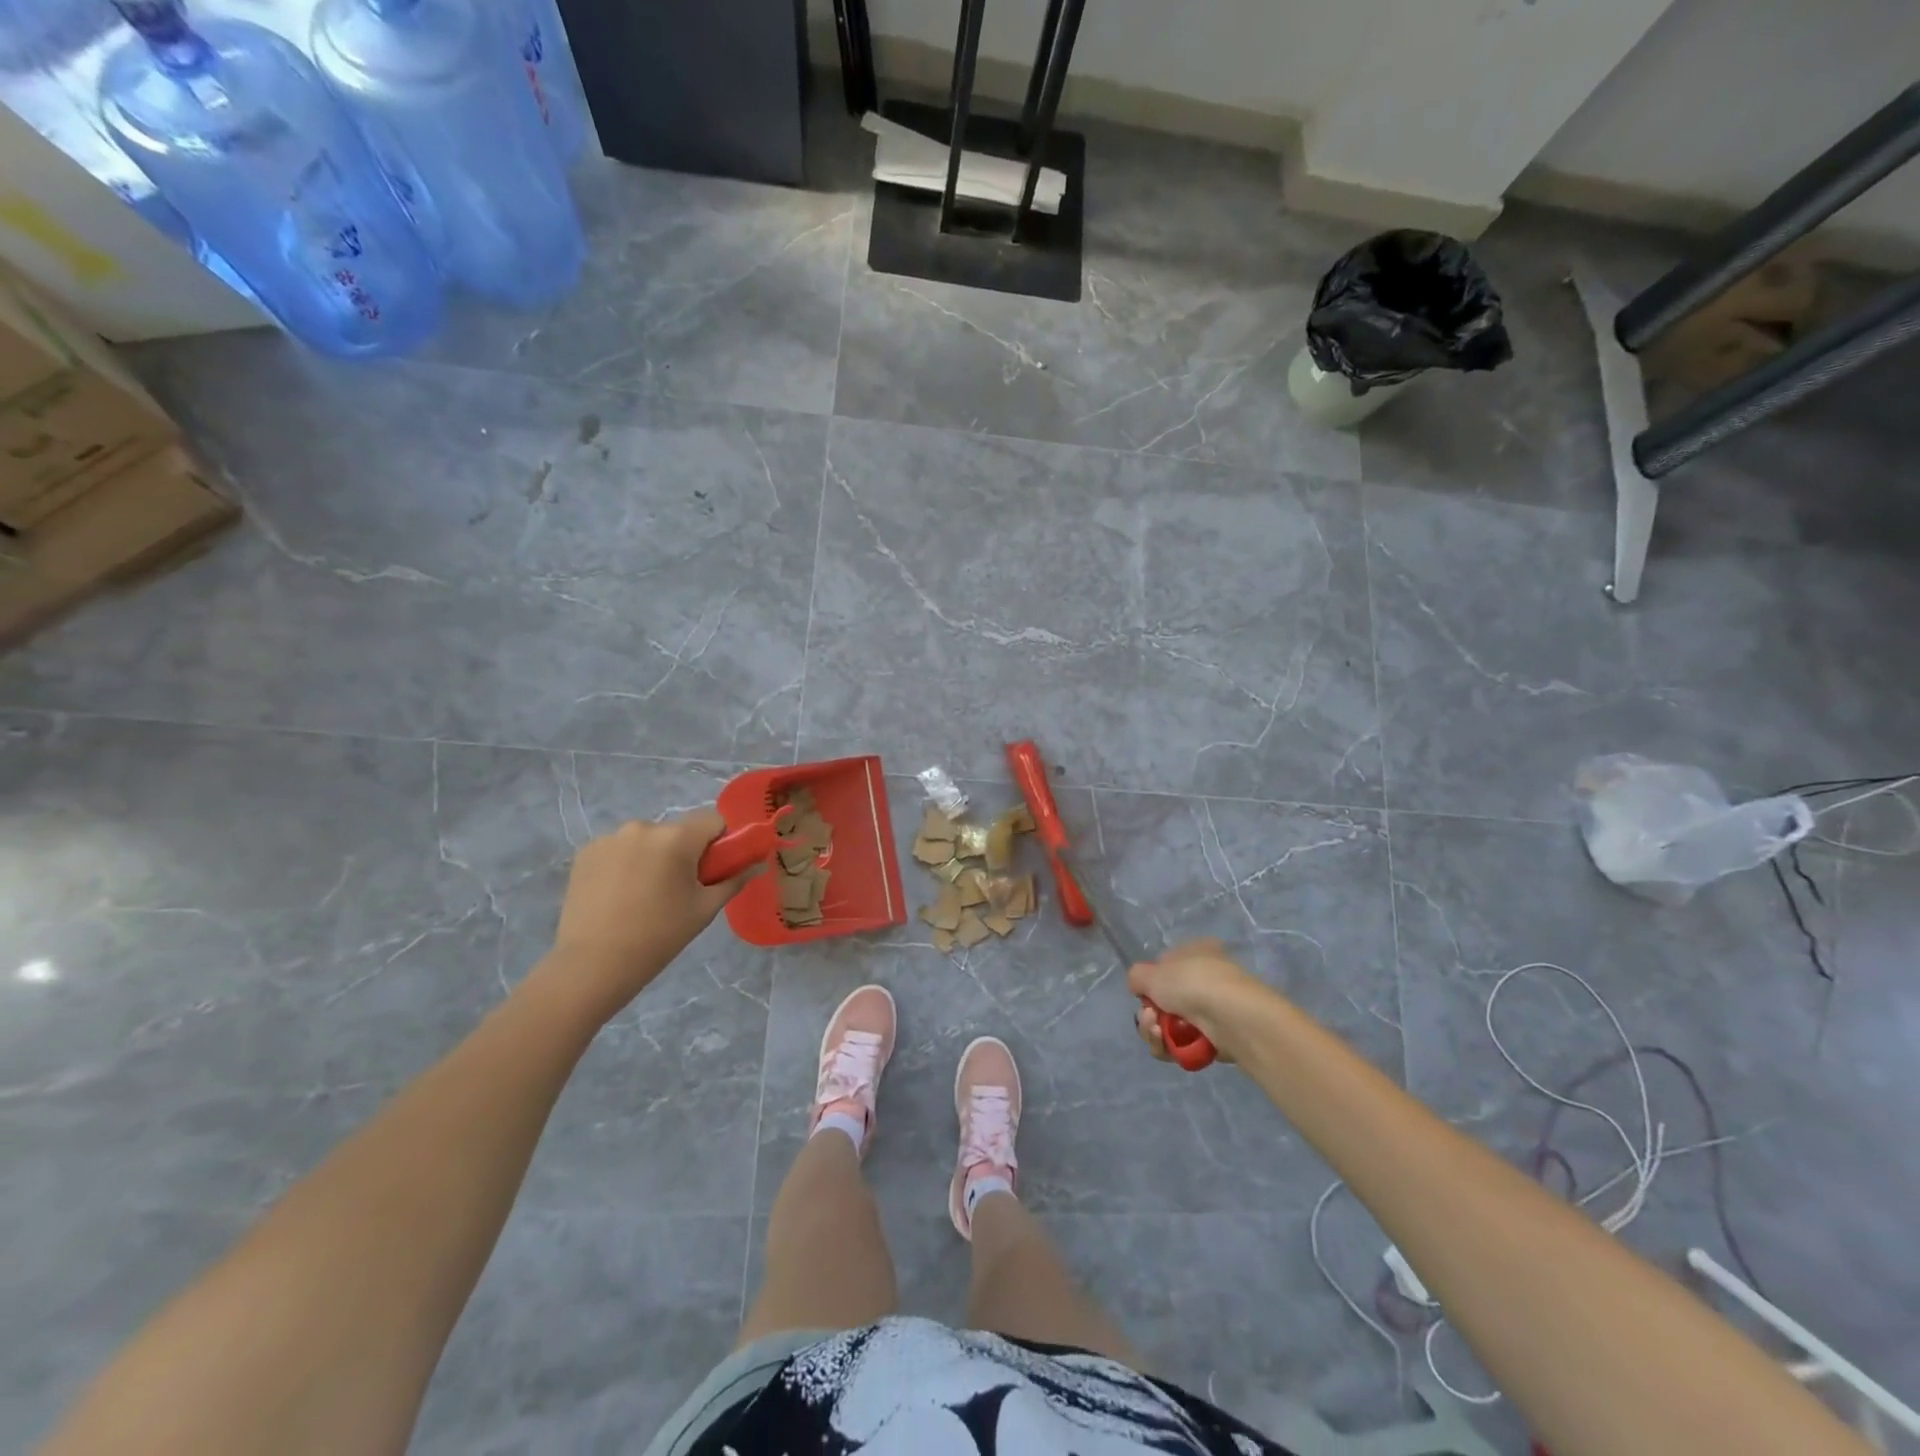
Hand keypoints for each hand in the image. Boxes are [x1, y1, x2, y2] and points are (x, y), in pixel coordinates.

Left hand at [545, 810, 756, 1018]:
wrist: (592, 964)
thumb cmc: (659, 936)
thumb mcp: (704, 909)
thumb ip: (734, 880)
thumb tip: (758, 864)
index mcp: (676, 838)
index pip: (713, 819)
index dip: (720, 841)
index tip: (713, 869)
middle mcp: (643, 827)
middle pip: (678, 831)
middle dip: (683, 852)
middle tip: (679, 890)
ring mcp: (610, 838)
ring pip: (647, 840)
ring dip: (653, 857)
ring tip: (644, 895)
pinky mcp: (586, 852)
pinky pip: (619, 849)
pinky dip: (625, 864)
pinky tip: (618, 895)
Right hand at [1129, 938, 1266, 1064]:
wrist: (1232, 1016)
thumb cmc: (1192, 983)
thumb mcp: (1152, 972)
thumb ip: (1137, 977)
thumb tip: (1139, 987)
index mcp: (1196, 952)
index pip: (1164, 967)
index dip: (1150, 982)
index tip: (1143, 992)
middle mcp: (1205, 978)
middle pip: (1163, 1000)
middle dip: (1148, 1013)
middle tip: (1150, 1017)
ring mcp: (1211, 1010)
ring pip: (1169, 1025)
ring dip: (1154, 1031)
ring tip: (1157, 1031)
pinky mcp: (1214, 1039)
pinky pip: (1181, 1045)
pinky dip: (1168, 1047)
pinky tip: (1166, 1044)